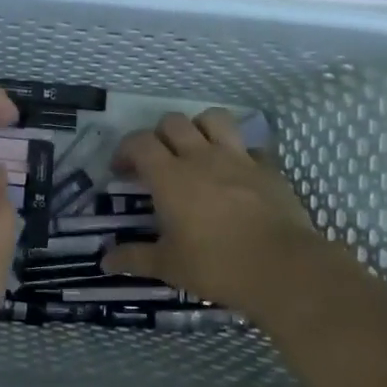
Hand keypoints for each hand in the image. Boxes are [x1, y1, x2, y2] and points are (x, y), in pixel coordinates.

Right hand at [101, 110, 337, 317]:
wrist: (282, 267)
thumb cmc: (216, 265)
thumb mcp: (168, 266)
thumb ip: (134, 258)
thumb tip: (105, 261)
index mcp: (170, 177)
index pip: (139, 142)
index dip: (125, 150)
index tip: (121, 172)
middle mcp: (201, 157)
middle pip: (173, 122)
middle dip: (158, 136)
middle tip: (156, 162)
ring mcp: (238, 158)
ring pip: (213, 118)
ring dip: (199, 128)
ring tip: (196, 151)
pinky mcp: (268, 168)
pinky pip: (248, 146)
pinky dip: (236, 153)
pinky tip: (235, 174)